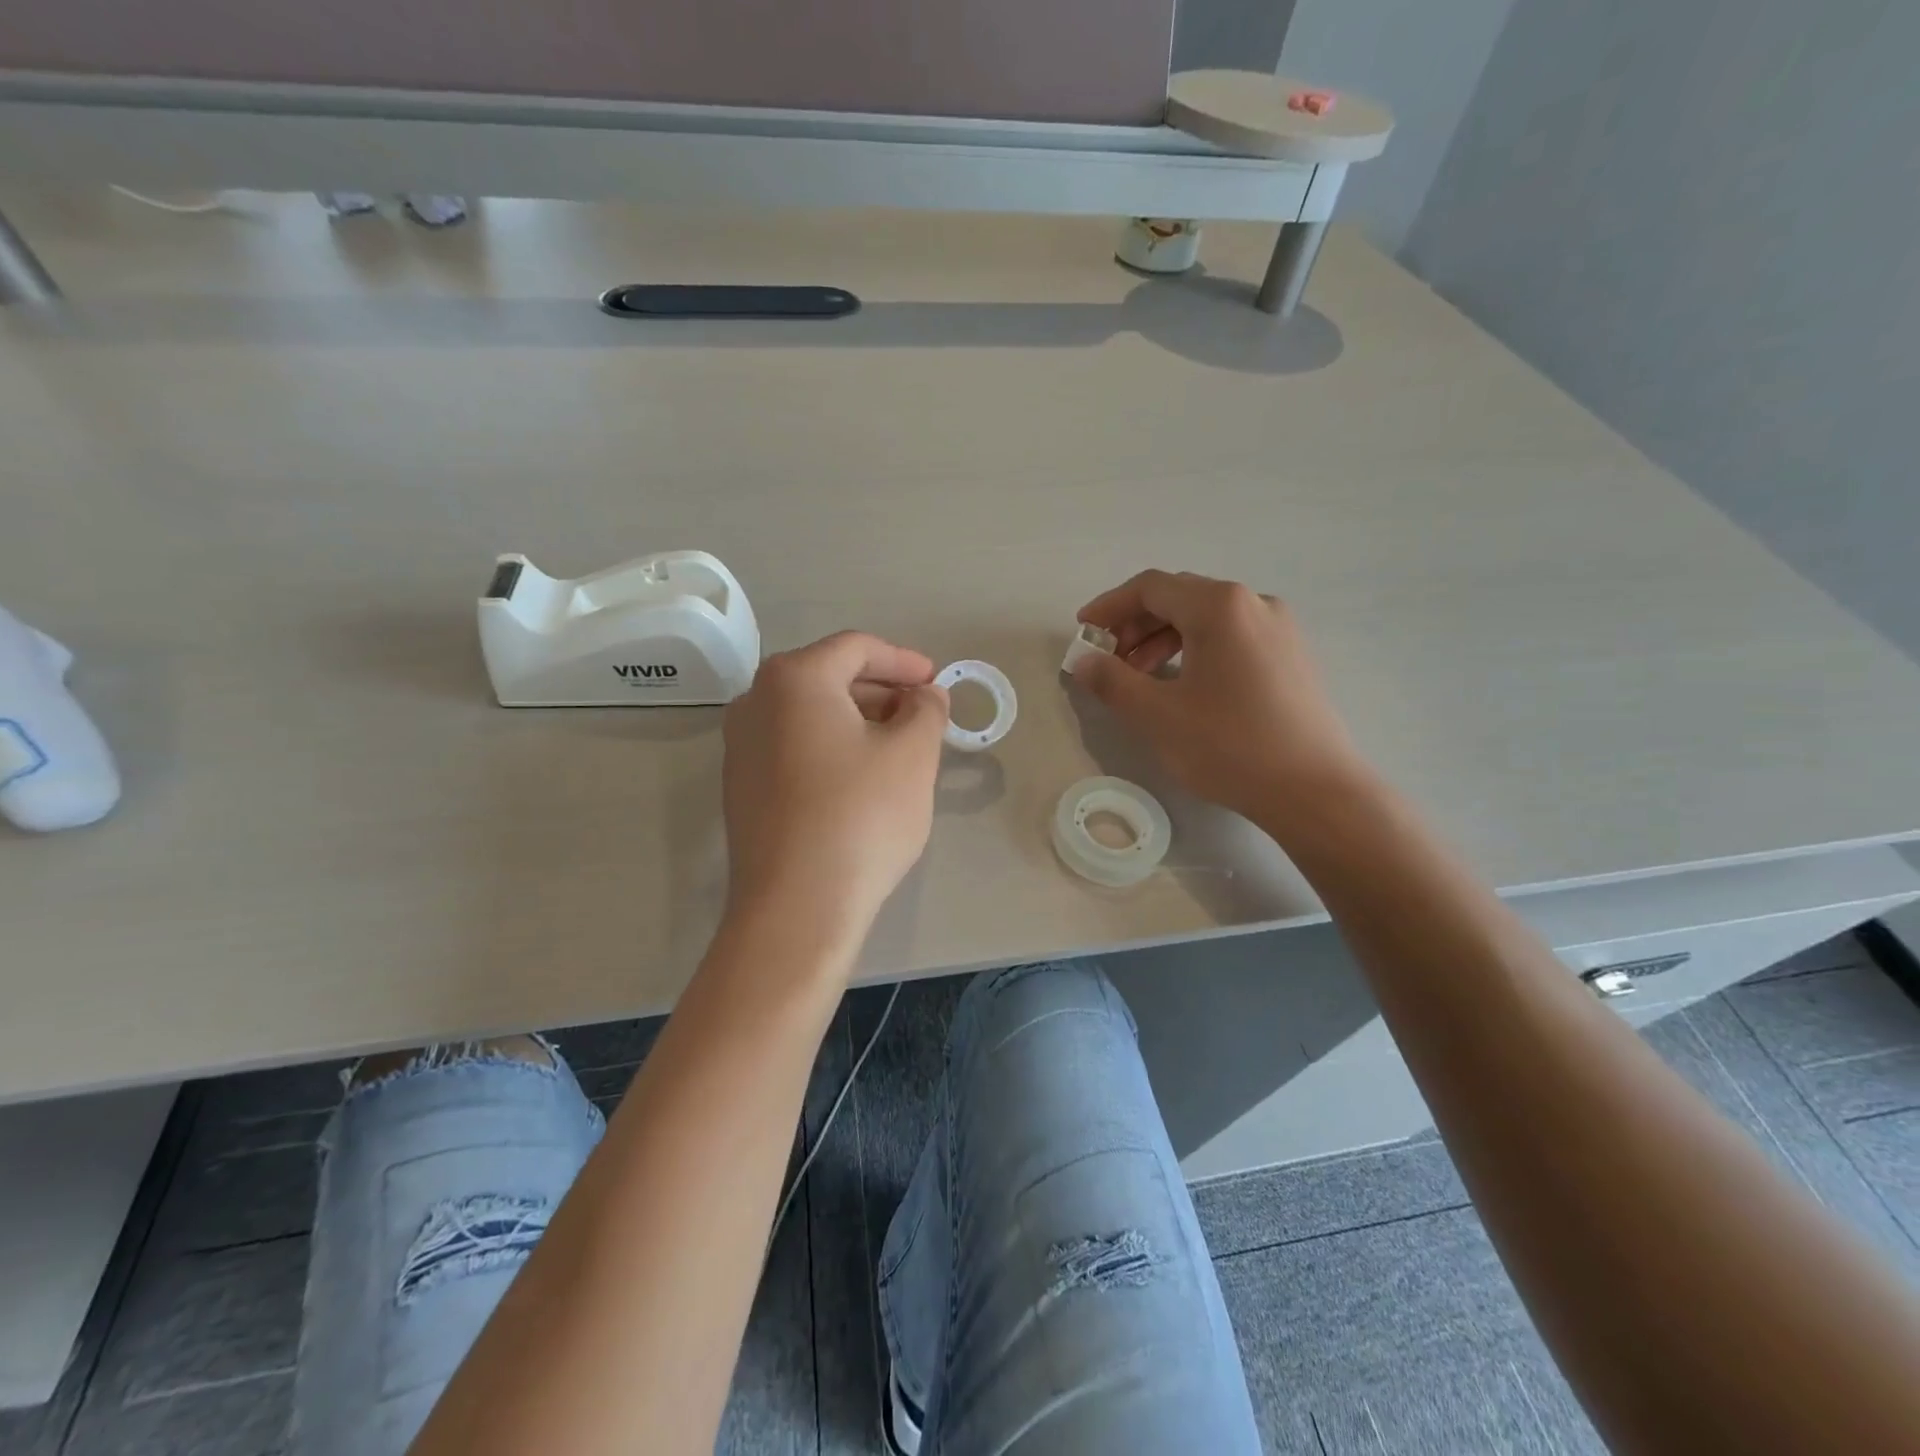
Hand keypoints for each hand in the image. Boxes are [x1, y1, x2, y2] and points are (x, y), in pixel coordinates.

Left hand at [721, 632, 948, 936]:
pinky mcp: (742, 787)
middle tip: (924, 716)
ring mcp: (741, 747)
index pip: (856, 648)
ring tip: (901, 748)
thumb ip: (926, 709)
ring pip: (811, 715)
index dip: (904, 661)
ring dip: (859, 721)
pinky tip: (863, 779)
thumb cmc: (861, 815)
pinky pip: (794, 747)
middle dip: (883, 692)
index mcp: (794, 679)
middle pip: (829, 677)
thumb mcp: (913, 754)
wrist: (797, 906)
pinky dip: (832, 748)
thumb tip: (925, 695)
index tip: (937, 683)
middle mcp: (755, 702)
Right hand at [1072, 570, 1372, 833]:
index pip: (1151, 588)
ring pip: (1207, 618)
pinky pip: (1233, 636)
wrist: (1315, 791)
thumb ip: (1112, 681)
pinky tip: (1185, 685)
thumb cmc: (1230, 746)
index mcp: (1220, 606)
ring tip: (1141, 678)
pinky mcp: (1292, 655)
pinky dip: (1197, 649)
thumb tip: (1083, 661)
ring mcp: (1280, 628)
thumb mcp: (1158, 715)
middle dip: (1136, 625)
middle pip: (1180, 598)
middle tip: (1109, 661)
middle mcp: (1254, 603)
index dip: (1109, 606)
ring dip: (1164, 639)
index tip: (1083, 633)